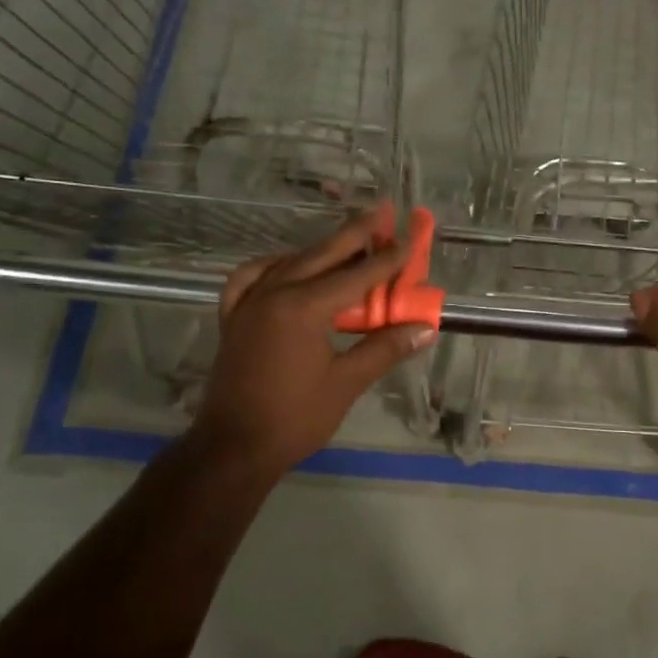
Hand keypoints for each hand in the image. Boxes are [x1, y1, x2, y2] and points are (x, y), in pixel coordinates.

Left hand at [189, 211, 435, 481]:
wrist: (233, 447)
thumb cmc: (294, 418)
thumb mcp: (346, 383)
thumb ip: (384, 350)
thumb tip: (424, 329)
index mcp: (302, 308)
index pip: (356, 275)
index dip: (387, 259)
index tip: (410, 239)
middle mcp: (273, 294)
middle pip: (321, 254)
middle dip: (355, 234)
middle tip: (381, 210)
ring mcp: (248, 304)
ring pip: (289, 262)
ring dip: (321, 249)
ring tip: (347, 242)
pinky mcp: (233, 318)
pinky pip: (251, 278)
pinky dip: (273, 267)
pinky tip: (285, 267)